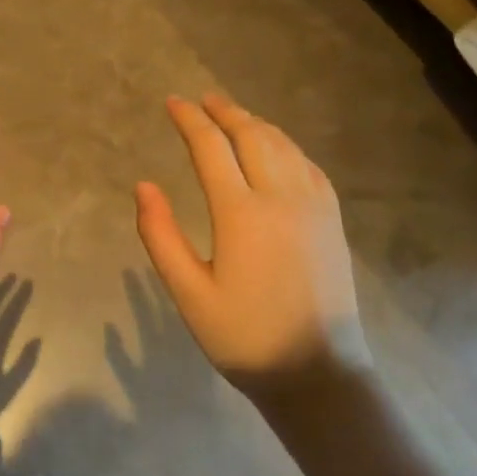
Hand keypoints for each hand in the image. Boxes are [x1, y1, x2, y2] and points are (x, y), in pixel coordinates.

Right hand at [135, 94, 367, 398]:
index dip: (189, 120)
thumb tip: (144, 185)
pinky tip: (277, 148)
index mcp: (241, 213)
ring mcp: (313, 206)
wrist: (319, 375)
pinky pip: (308, 165)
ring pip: (282, 145)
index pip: (211, 147)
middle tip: (202, 100)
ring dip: (254, 123)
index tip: (172, 103)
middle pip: (251, 135)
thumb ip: (161, 236)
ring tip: (232, 114)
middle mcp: (280, 197)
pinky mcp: (332, 220)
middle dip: (223, 112)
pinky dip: (285, 145)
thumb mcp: (189, 294)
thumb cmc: (244, 337)